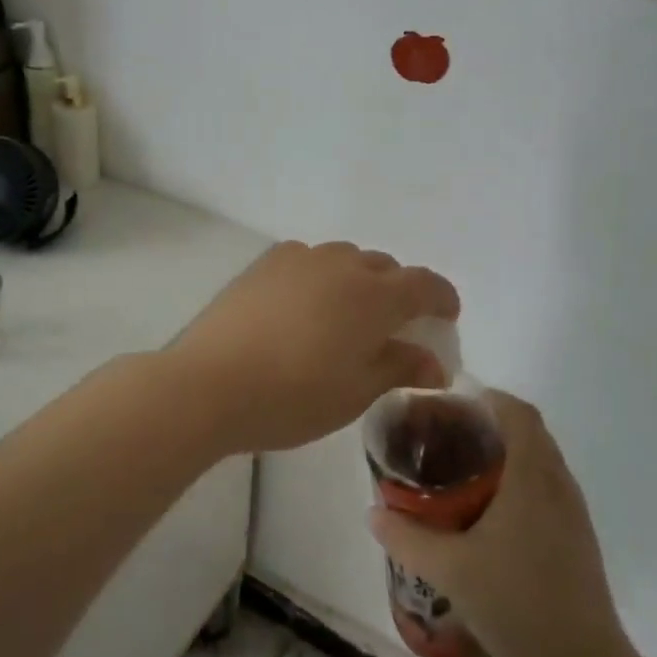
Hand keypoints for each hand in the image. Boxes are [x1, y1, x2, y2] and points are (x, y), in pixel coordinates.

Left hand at [168, 241, 459, 455]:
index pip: (424, 284)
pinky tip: (305, 305)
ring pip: (344, 259)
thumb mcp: (356, 392)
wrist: (209, 384)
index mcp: (374, 296)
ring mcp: (298, 259)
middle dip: (399, 291)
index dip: (442, 298)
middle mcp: (340, 265)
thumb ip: (399, 367)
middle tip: (393, 327)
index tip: (447, 315)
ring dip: (358, 280)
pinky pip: (307, 260)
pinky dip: (320, 276)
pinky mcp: (263, 265)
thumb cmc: (293, 397)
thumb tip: (434, 362)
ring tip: (346, 315)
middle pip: (384, 267)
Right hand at [369, 391, 626, 656]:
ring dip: (506, 453)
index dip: (487, 398)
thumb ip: (406, 537)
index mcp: (532, 478)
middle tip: (445, 435)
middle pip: (529, 432)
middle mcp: (558, 485)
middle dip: (490, 424)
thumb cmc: (517, 606)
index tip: (450, 403)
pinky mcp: (577, 539)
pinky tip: (488, 513)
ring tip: (461, 469)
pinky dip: (518, 480)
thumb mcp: (449, 570)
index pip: (518, 413)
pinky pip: (546, 487)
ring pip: (540, 461)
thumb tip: (372, 511)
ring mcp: (573, 514)